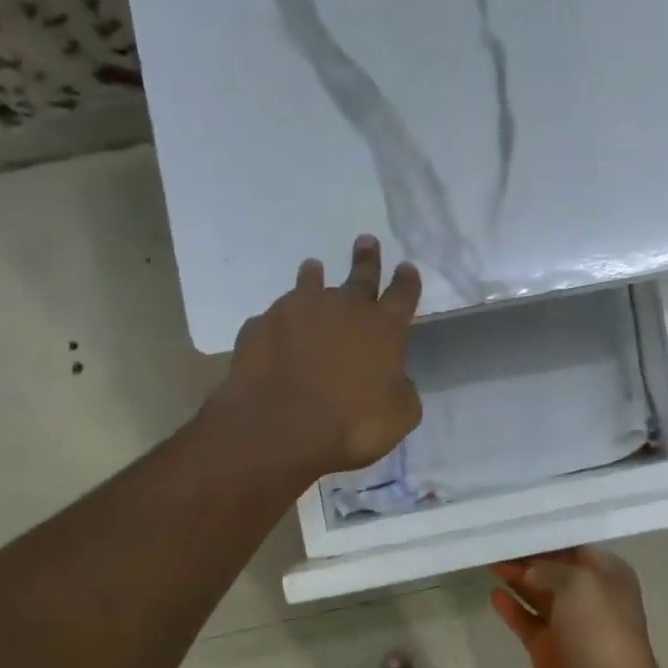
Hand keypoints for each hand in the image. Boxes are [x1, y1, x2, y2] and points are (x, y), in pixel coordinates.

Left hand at [213, 235, 422, 480]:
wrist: (280, 427)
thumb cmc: (352, 425)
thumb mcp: (399, 417)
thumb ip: (401, 390)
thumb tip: (394, 380)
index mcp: (383, 328)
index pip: (403, 295)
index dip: (407, 282)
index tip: (407, 268)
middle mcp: (342, 309)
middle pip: (360, 276)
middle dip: (366, 259)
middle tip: (366, 241)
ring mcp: (297, 312)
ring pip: (309, 285)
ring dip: (314, 276)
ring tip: (313, 267)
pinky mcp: (261, 326)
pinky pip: (274, 320)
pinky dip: (279, 324)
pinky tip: (276, 332)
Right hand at [490, 547, 667, 667]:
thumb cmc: (600, 632)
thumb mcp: (579, 584)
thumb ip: (548, 569)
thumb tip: (527, 571)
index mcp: (606, 575)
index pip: (572, 545)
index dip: (545, 536)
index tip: (514, 523)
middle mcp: (588, 595)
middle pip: (551, 568)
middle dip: (525, 556)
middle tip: (493, 541)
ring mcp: (567, 624)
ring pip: (536, 593)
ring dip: (515, 578)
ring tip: (488, 560)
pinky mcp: (547, 649)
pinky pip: (525, 621)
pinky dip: (510, 608)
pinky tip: (493, 594)